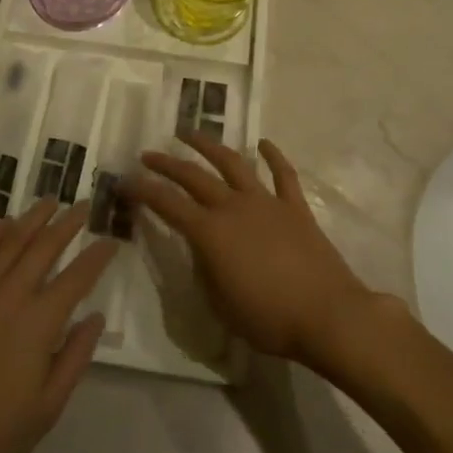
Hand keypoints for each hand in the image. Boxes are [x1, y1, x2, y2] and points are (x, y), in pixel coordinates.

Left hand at [0, 199, 117, 452]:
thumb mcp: (46, 408)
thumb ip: (74, 357)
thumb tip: (95, 318)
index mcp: (38, 321)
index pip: (77, 276)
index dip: (97, 256)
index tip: (111, 241)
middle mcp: (9, 294)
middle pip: (44, 246)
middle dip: (68, 223)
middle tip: (83, 205)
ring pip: (9, 242)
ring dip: (32, 219)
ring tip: (49, 202)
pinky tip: (2, 225)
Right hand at [126, 132, 383, 368]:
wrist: (327, 314)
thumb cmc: (268, 319)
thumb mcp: (221, 305)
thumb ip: (205, 271)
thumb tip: (201, 249)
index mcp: (211, 233)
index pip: (167, 204)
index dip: (143, 190)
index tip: (125, 180)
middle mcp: (234, 207)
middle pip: (194, 176)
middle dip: (167, 163)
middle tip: (148, 153)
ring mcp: (266, 202)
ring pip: (233, 163)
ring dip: (209, 145)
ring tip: (190, 133)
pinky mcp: (294, 206)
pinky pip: (282, 174)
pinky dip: (273, 155)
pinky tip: (263, 143)